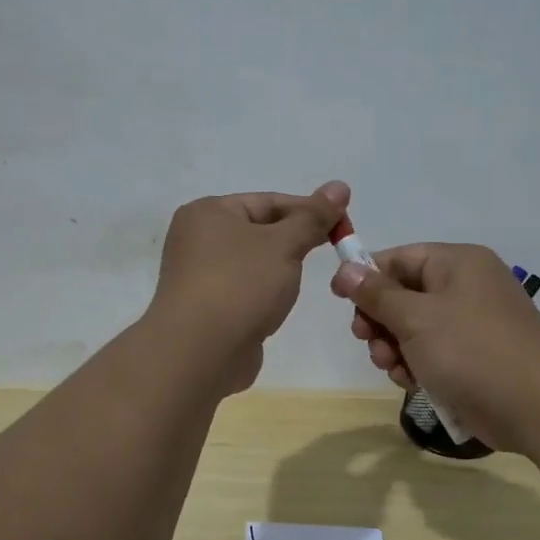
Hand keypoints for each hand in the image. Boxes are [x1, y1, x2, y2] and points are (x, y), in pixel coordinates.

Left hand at [147, 181, 348, 393]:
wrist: (200, 353)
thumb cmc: (240, 285)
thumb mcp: (284, 244)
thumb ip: (313, 217)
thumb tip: (340, 186)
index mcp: (208, 212)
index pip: (268, 201)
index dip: (308, 211)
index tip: (343, 226)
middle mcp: (197, 239)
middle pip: (259, 230)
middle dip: (294, 241)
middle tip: (332, 252)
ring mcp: (198, 276)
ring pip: (252, 263)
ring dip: (279, 269)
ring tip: (302, 282)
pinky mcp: (206, 308)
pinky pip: (243, 290)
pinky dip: (264, 294)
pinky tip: (279, 306)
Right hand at [330, 241, 539, 452]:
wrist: (539, 408)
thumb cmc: (473, 351)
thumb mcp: (416, 318)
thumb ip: (376, 293)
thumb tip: (345, 268)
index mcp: (457, 263)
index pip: (399, 257)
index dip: (366, 276)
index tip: (340, 301)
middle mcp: (465, 287)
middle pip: (403, 294)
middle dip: (380, 321)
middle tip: (368, 342)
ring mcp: (472, 324)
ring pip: (413, 328)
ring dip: (394, 348)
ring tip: (393, 368)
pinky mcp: (474, 357)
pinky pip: (432, 353)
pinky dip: (416, 365)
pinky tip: (412, 383)